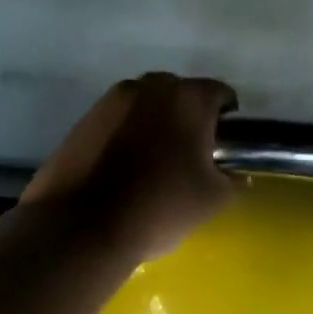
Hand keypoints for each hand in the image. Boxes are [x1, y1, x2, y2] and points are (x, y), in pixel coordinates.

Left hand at [22, 73, 237, 261]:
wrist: (82, 227)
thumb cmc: (160, 207)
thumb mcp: (214, 199)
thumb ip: (231, 177)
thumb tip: (227, 171)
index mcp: (187, 98)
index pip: (220, 94)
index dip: (226, 122)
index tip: (222, 150)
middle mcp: (148, 86)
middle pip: (179, 96)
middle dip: (187, 120)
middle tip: (188, 159)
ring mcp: (109, 101)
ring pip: (144, 108)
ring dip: (153, 128)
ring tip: (151, 167)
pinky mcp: (81, 120)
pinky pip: (116, 124)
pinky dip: (124, 139)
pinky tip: (121, 173)